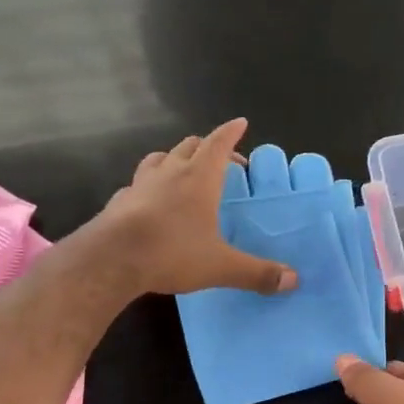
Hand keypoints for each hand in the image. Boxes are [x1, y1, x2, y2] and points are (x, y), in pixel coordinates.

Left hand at [89, 119, 299, 296]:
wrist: (109, 260)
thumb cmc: (171, 252)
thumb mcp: (221, 266)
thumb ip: (257, 272)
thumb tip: (294, 280)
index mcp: (199, 178)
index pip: (218, 143)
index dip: (230, 132)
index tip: (240, 123)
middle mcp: (170, 173)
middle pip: (189, 146)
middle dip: (207, 146)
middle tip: (222, 159)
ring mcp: (140, 184)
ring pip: (159, 158)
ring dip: (174, 158)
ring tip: (183, 170)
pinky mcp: (119, 202)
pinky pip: (137, 184)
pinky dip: (149, 184)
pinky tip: (150, 200)